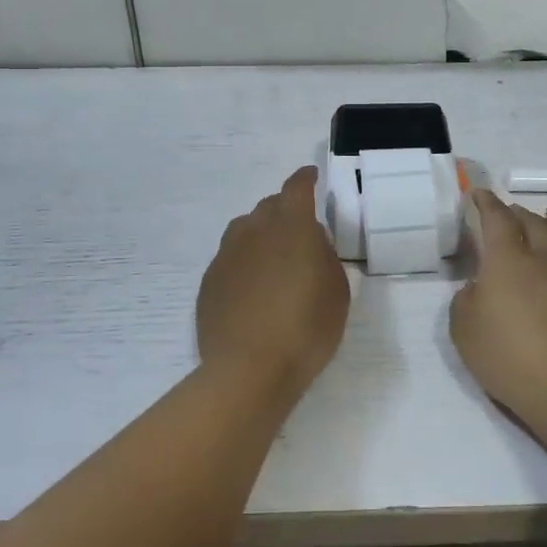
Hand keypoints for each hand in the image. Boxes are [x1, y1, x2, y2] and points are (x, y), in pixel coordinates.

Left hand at [197, 166, 348, 398]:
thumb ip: (324, 257)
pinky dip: (243, 261)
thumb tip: (310, 243)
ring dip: (260, 232)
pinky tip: (251, 286)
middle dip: (284, 208)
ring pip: (244, 228)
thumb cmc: (306, 328)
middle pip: (269, 205)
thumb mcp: (336, 291)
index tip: (312, 177)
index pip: (297, 188)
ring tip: (272, 255)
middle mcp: (255, 231)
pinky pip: (229, 258)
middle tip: (298, 228)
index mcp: (292, 227)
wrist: (249, 370)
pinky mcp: (209, 281)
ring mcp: (227, 255)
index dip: (305, 179)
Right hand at [450, 190, 546, 426]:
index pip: (496, 219)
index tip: (479, 194)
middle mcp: (541, 257)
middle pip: (531, 222)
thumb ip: (466, 300)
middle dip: (516, 212)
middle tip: (508, 210)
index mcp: (506, 260)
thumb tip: (478, 287)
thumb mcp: (464, 330)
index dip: (487, 203)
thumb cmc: (507, 357)